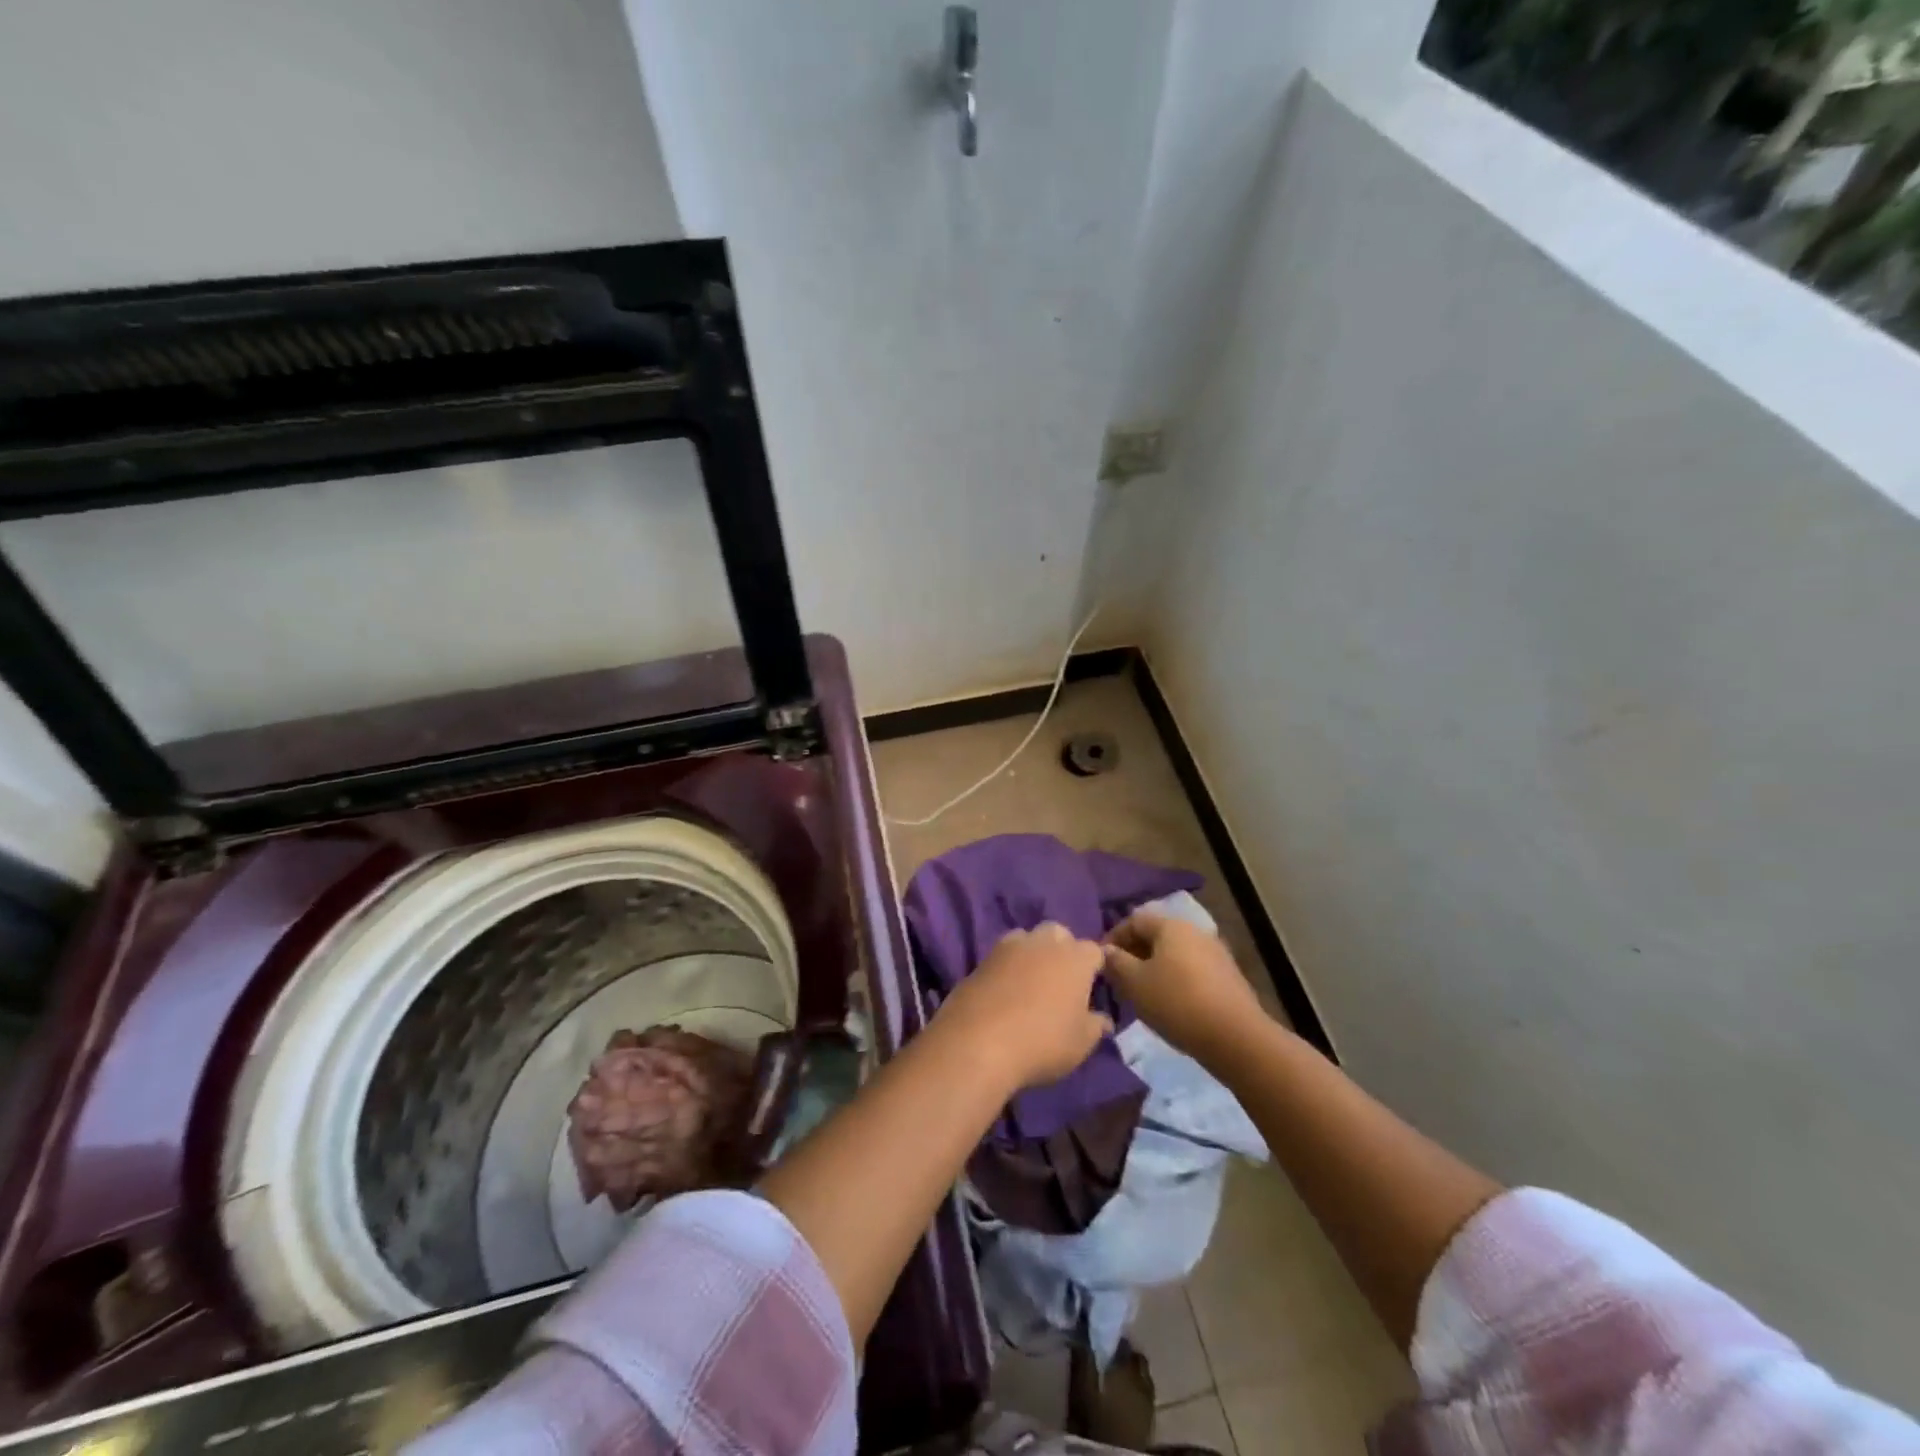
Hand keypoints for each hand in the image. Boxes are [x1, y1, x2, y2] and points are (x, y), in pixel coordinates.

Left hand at [933, 923, 1112, 1090]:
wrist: (979, 1041)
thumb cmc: (1043, 1041)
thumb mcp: (1081, 1043)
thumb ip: (1095, 1026)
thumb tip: (1103, 1019)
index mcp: (1075, 958)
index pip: (1094, 950)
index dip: (1094, 967)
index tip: (1092, 987)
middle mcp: (1044, 942)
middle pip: (1059, 934)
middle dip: (1063, 949)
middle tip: (1062, 980)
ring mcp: (1010, 946)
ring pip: (1028, 938)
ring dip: (1033, 952)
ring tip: (1032, 982)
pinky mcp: (982, 958)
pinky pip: (1002, 954)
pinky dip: (1008, 966)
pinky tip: (1005, 989)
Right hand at [1103, 910, 1270, 1063]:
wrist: (1236, 1037)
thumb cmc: (1176, 1002)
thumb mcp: (1134, 983)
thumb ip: (1115, 962)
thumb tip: (1105, 951)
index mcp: (1171, 925)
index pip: (1133, 920)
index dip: (1113, 937)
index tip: (1100, 961)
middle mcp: (1195, 931)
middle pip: (1155, 935)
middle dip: (1133, 953)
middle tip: (1118, 978)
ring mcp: (1215, 953)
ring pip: (1174, 954)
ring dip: (1153, 967)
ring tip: (1141, 992)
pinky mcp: (1228, 976)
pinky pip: (1191, 969)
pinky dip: (1174, 979)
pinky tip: (1169, 1002)